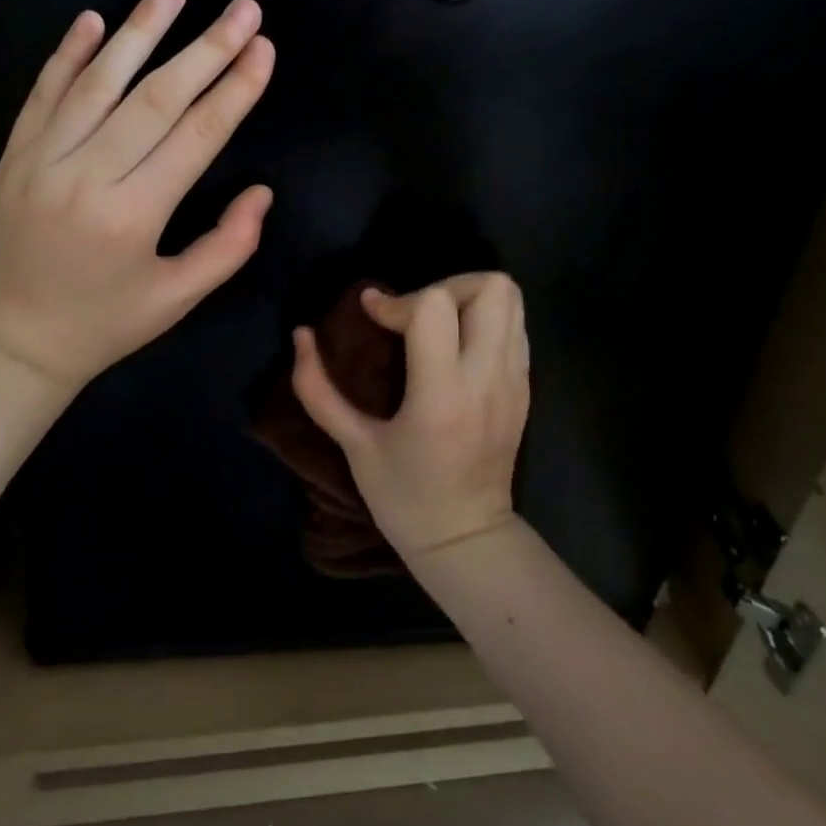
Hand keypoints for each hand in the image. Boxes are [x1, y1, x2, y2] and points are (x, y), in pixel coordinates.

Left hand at [0, 0, 275, 391]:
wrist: (11, 343)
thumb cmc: (103, 326)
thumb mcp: (176, 300)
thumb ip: (227, 247)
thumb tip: (262, 192)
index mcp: (132, 217)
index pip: (196, 137)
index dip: (234, 90)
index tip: (263, 50)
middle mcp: (86, 178)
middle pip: (156, 98)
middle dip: (206, 49)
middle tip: (243, 9)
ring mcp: (41, 160)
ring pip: (98, 82)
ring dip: (140, 30)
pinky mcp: (13, 155)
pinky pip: (43, 93)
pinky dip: (68, 54)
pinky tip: (95, 20)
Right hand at [291, 273, 528, 557]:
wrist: (466, 538)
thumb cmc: (404, 497)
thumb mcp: (353, 445)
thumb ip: (318, 389)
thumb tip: (301, 335)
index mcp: (442, 396)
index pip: (435, 307)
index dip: (396, 299)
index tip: (372, 313)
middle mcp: (487, 378)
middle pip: (490, 287)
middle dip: (444, 286)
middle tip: (413, 313)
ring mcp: (514, 381)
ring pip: (510, 298)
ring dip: (468, 297)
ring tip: (435, 324)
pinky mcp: (525, 386)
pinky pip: (516, 326)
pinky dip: (486, 318)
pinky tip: (457, 344)